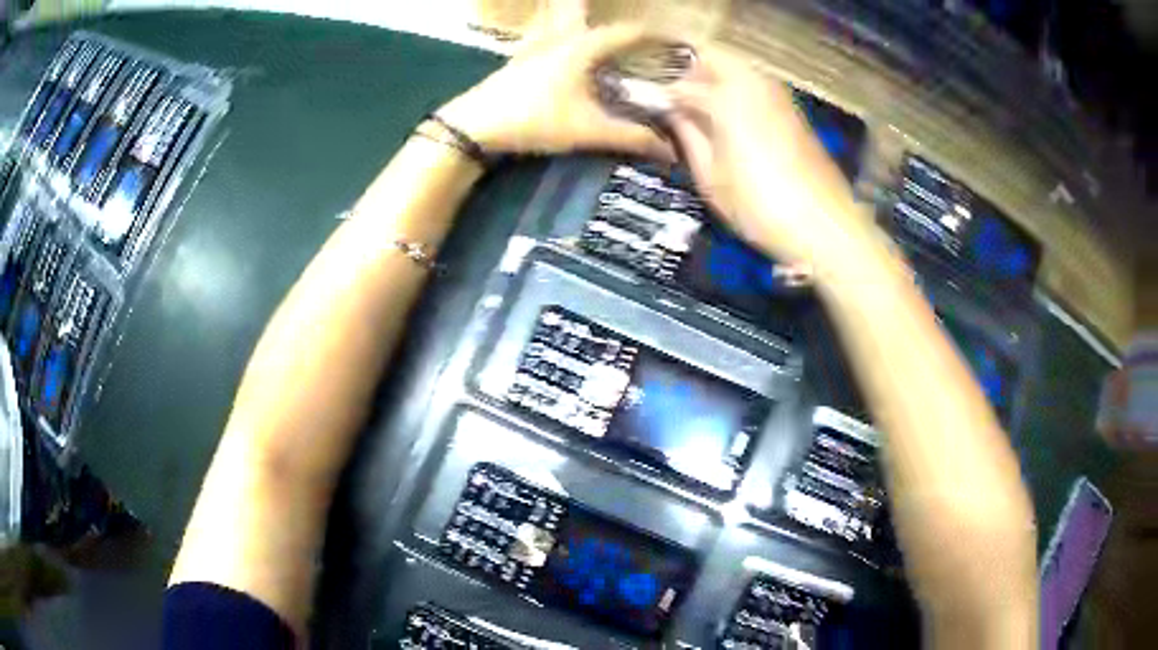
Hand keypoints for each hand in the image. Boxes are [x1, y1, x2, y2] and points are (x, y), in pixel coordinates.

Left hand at [437, 0, 672, 159]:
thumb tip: (671, 151)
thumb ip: (630, 137)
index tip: (677, 41)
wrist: (474, 125)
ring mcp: (537, 47)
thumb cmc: (534, 120)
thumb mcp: (587, 130)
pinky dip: (566, 39)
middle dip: (610, 20)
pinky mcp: (521, 60)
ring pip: (568, 25)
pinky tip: (567, 53)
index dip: (655, 34)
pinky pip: (551, 38)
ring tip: (601, 32)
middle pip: (589, 14)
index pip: (627, 31)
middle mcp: (562, 38)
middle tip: (633, 30)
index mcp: (582, 47)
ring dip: (586, 24)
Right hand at [662, 47, 882, 271]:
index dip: (659, 93)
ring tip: (698, 112)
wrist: (825, 227)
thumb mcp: (710, 177)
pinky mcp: (793, 111)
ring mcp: (778, 95)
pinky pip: (755, 86)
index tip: (645, 105)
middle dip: (688, 73)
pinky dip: (737, 92)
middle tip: (673, 102)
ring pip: (737, 69)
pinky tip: (730, 121)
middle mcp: (753, 83)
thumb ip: (686, 135)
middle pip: (712, 59)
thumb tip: (670, 111)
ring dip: (713, 80)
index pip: (680, 84)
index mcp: (727, 97)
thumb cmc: (760, 206)